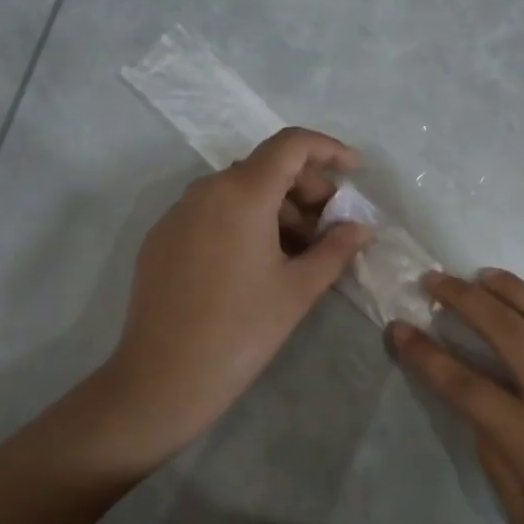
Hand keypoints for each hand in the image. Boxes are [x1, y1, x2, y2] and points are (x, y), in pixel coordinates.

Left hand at [102, 127, 372, 467]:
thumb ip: (335, 249)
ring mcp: (178, 213)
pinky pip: (213, 212)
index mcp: (242, 193)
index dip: (329, 149)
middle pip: (266, 167)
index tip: (356, 171)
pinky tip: (257, 263)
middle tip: (331, 227)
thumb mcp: (298, 289)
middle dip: (306, 188)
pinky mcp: (162, 238)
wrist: (163, 378)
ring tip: (298, 252)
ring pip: (239, 191)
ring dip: (277, 208)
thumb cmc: (241, 330)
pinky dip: (244, 221)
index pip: (291, 145)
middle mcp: (206, 190)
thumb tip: (361, 229)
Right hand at [389, 266, 523, 523]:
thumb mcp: (523, 515)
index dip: (425, 355)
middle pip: (507, 333)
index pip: (463, 385)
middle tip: (436, 282)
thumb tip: (479, 408)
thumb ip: (494, 454)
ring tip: (483, 275)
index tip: (399, 328)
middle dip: (464, 301)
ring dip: (513, 290)